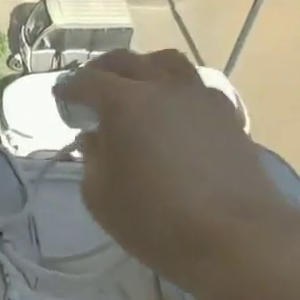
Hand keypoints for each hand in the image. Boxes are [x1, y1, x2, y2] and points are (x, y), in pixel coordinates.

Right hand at [62, 50, 299, 286]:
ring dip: (144, 69)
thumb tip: (97, 137)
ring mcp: (199, 97)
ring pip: (167, 63)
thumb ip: (92, 157)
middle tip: (91, 89)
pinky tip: (171, 113)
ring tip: (136, 89)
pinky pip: (194, 86)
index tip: (60, 98)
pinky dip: (175, 90)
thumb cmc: (156, 219)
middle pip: (126, 61)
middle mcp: (161, 87)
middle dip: (102, 71)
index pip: (86, 81)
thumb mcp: (99, 195)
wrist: (239, 238)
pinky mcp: (227, 115)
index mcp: (124, 102)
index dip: (68, 88)